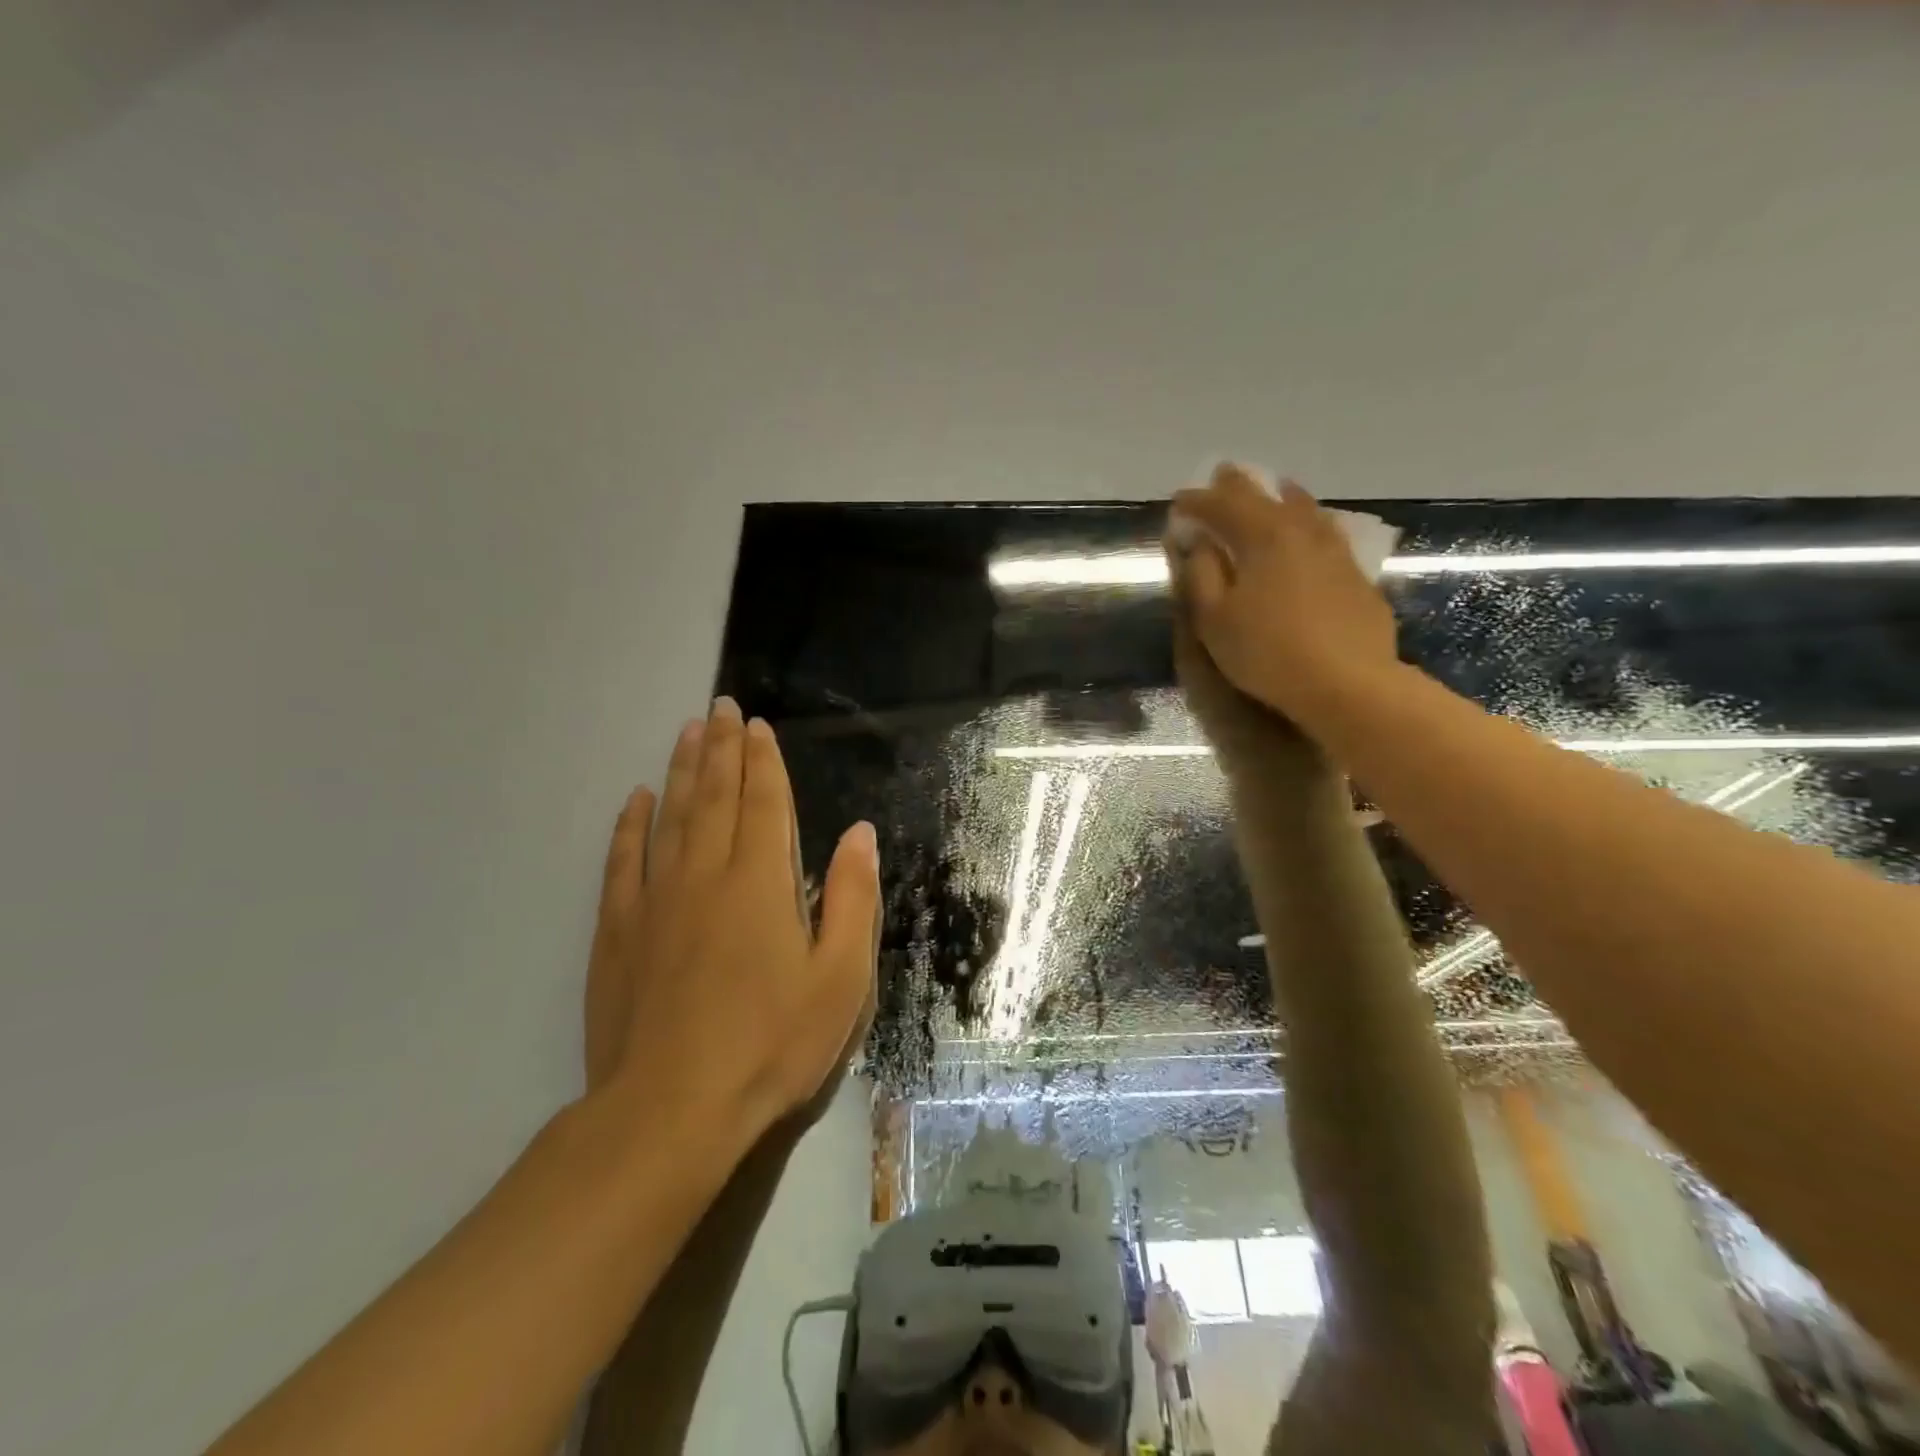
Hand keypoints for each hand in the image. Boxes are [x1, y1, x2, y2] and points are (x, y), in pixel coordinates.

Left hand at [582, 698, 878, 1152]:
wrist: (672, 1110)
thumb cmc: (772, 1043)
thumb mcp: (840, 978)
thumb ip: (851, 899)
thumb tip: (859, 834)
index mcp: (762, 881)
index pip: (763, 802)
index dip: (762, 760)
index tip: (756, 725)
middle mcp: (705, 874)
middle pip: (715, 795)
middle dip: (720, 747)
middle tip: (719, 708)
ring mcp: (655, 900)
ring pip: (670, 816)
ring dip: (681, 770)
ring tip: (686, 733)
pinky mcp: (618, 932)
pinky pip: (624, 861)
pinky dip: (630, 825)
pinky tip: (636, 801)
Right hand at [1165, 464, 1397, 741]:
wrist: (1348, 683)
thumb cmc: (1267, 652)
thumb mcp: (1215, 619)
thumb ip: (1202, 575)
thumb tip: (1199, 543)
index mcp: (1262, 537)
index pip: (1223, 507)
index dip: (1197, 502)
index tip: (1178, 501)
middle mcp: (1301, 532)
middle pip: (1266, 498)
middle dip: (1239, 486)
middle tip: (1222, 475)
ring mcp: (1335, 551)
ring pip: (1306, 510)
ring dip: (1283, 497)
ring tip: (1275, 488)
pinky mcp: (1356, 576)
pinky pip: (1327, 533)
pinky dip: (1310, 522)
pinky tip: (1313, 530)